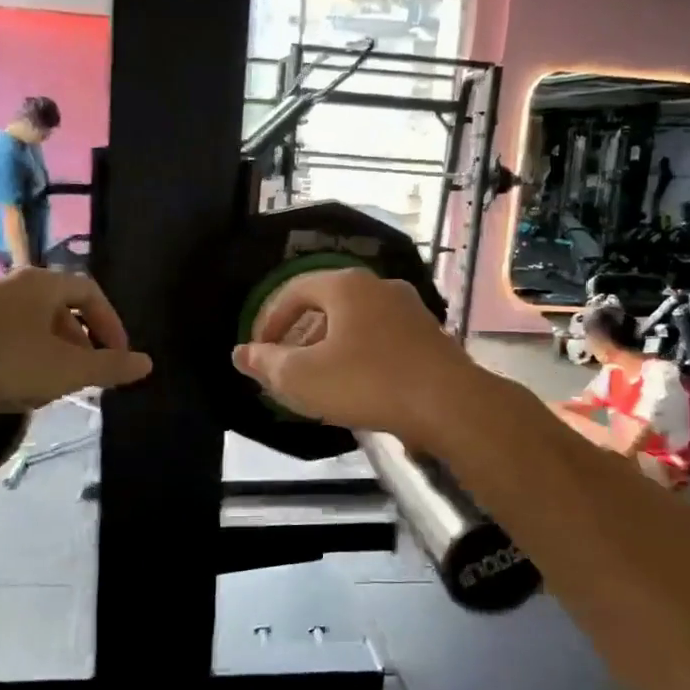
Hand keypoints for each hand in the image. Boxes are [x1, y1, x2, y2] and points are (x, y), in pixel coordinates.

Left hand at [0, 268, 150, 415]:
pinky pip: (8, 335)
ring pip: (34, 324)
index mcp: (42, 283)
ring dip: (54, 353)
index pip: (91, 292)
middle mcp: (13, 284)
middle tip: (87, 377)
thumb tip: (148, 364)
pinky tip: (16, 386)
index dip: (112, 324)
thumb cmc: (2, 365)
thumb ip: (110, 367)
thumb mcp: (66, 371)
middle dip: (82, 344)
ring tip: (53, 388)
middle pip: (63, 308)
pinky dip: (25, 357)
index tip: (119, 357)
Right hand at [230, 268, 484, 448]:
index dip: (270, 319)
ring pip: (357, 323)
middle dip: (301, 335)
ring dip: (331, 347)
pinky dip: (361, 356)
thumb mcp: (303, 377)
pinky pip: (383, 339)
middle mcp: (379, 287)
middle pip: (327, 305)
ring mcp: (410, 310)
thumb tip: (241, 353)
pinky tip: (359, 386)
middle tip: (287, 367)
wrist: (449, 404)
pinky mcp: (430, 336)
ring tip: (320, 380)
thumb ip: (267, 363)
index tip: (259, 351)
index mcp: (346, 286)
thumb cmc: (366, 382)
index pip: (295, 291)